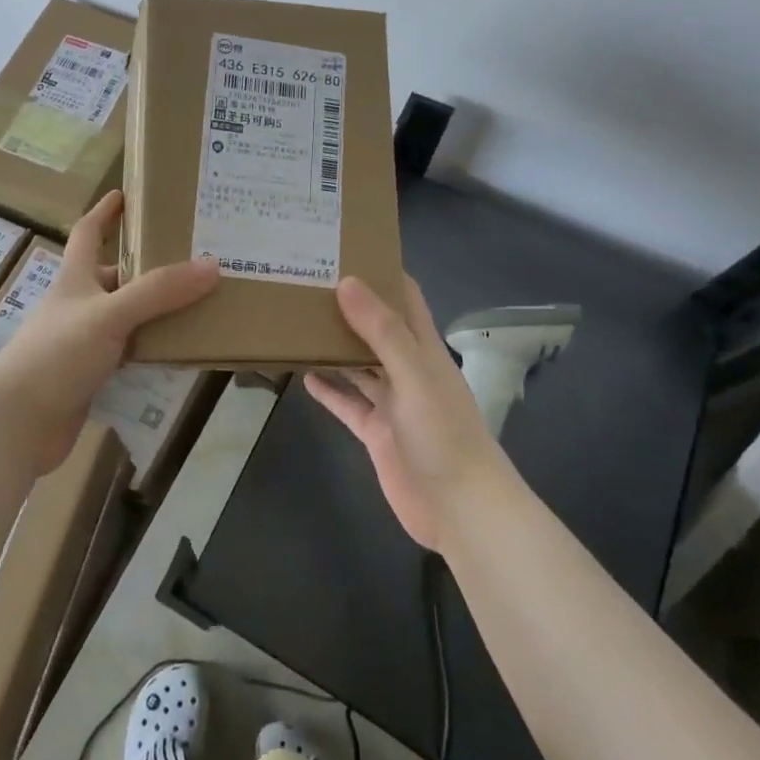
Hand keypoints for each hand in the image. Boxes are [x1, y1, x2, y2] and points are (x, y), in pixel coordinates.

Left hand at [0, 190, 218, 471]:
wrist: (18, 424)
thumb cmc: (57, 354)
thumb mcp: (110, 314)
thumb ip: (159, 291)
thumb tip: (212, 265)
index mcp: (74, 279)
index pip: (87, 232)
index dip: (104, 212)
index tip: (126, 194)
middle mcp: (78, 305)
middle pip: (116, 276)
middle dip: (149, 267)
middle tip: (193, 259)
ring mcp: (83, 342)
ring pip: (127, 318)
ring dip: (157, 312)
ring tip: (200, 303)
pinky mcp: (91, 376)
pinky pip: (130, 354)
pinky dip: (152, 350)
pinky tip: (180, 352)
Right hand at [305, 275, 504, 552]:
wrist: (460, 509)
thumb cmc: (443, 433)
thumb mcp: (414, 374)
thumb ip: (381, 330)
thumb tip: (347, 282)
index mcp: (423, 348)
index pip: (405, 298)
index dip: (381, 272)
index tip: (345, 250)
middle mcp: (407, 369)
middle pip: (376, 328)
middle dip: (348, 307)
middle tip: (307, 283)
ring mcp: (392, 402)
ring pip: (358, 365)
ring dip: (334, 346)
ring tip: (298, 322)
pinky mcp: (376, 432)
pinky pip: (348, 404)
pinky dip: (329, 390)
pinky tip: (304, 375)